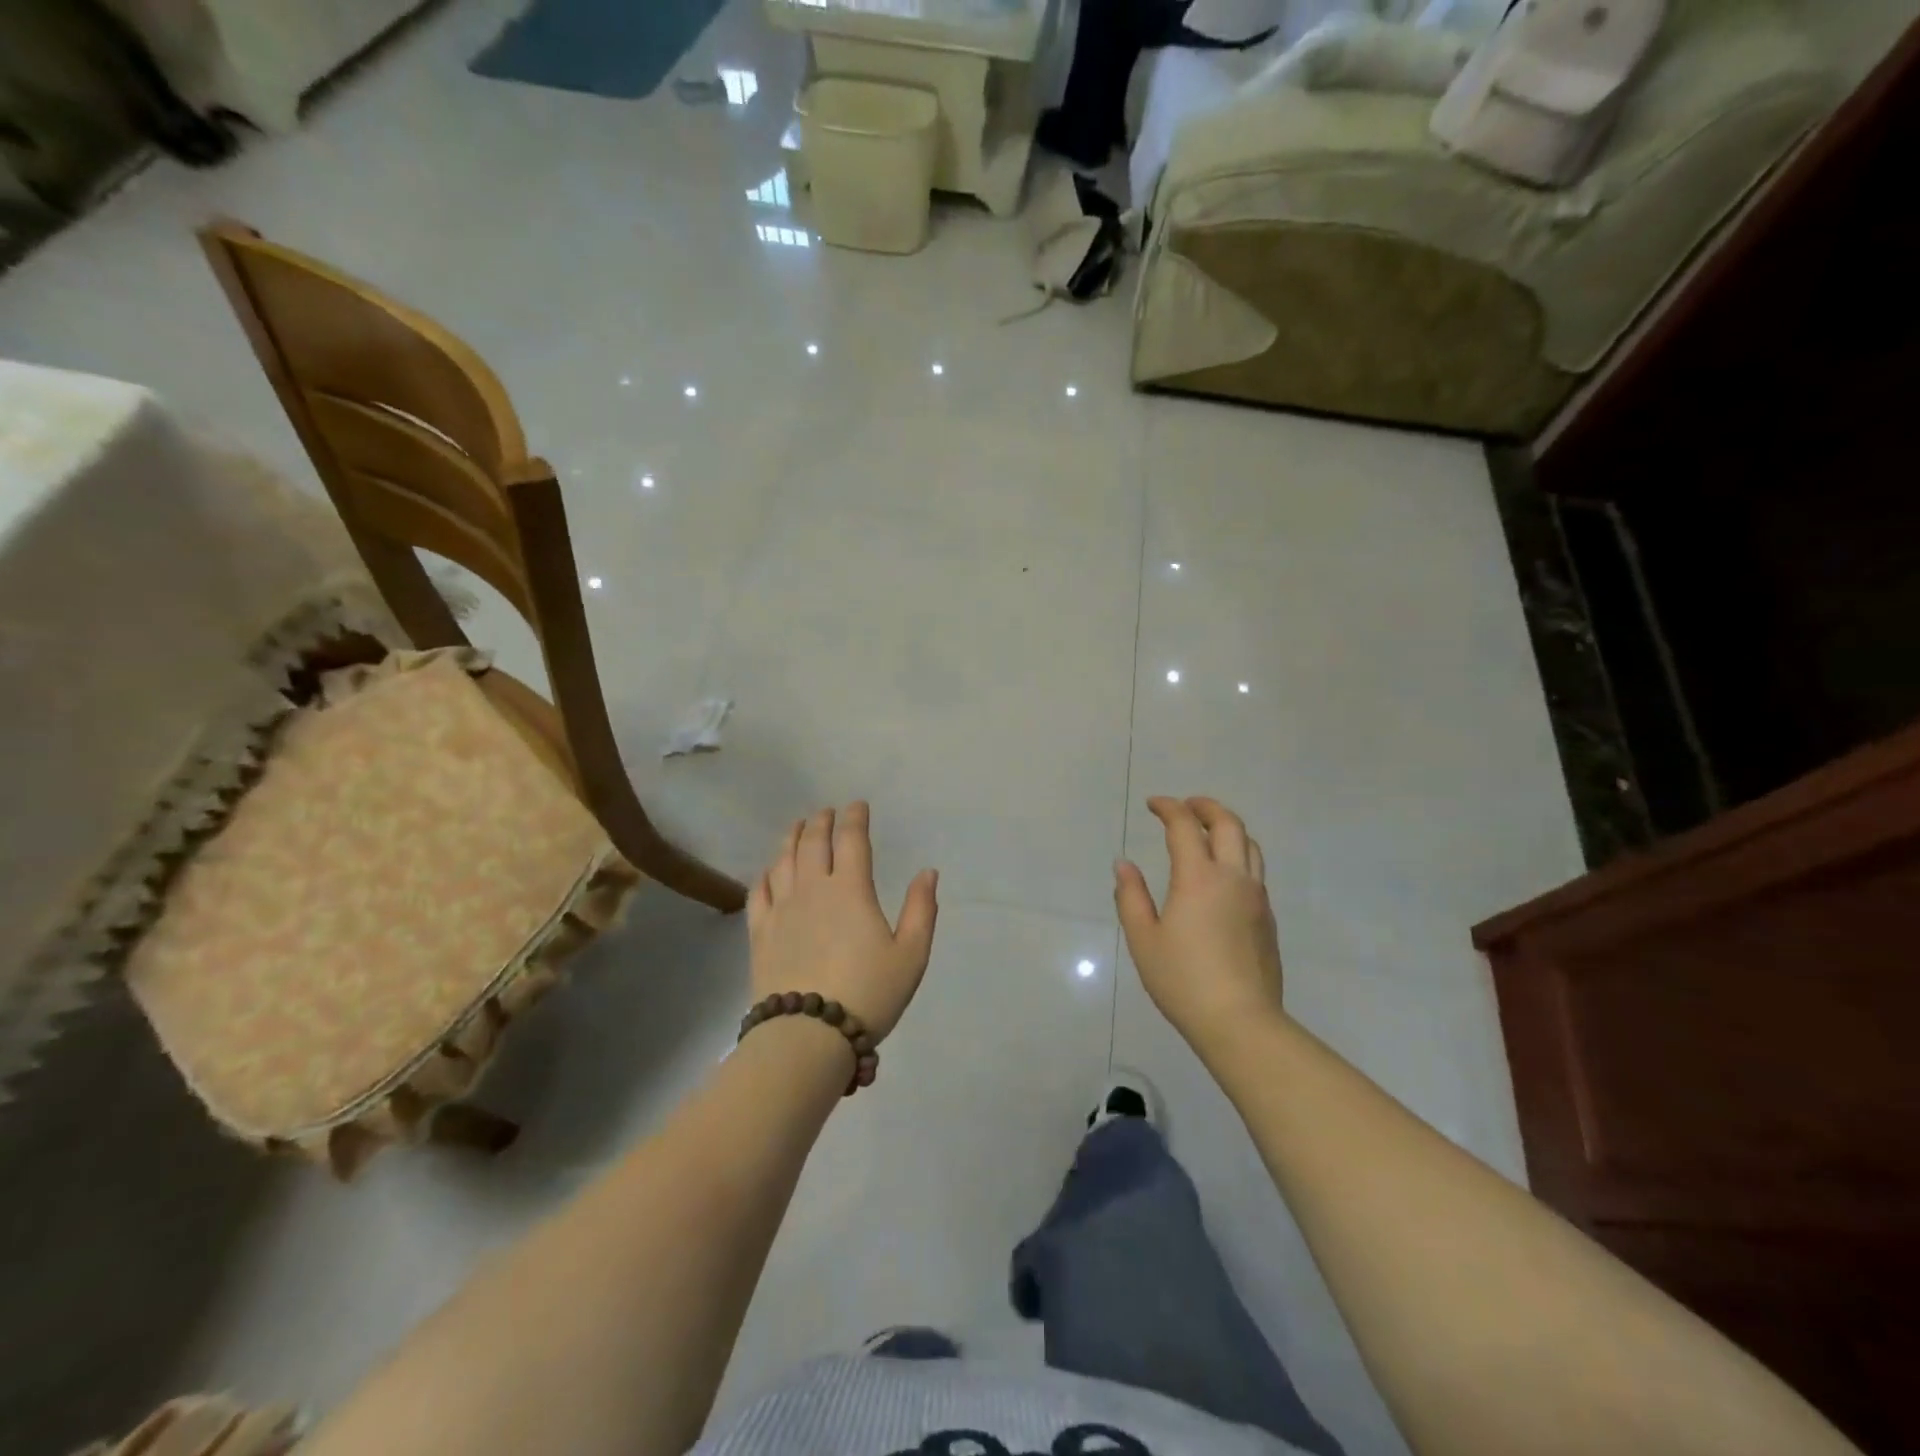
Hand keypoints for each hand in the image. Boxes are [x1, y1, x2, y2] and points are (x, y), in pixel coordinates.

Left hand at [747, 803, 938, 1041]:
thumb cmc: (868, 993)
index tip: (858, 806)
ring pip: (783, 861)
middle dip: (821, 821)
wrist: (808, 1035)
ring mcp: (782, 909)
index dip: (855, 818)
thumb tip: (928, 872)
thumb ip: (921, 909)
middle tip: (826, 812)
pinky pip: (759, 892)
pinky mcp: (760, 932)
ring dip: (792, 838)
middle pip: (813, 843)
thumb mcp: (911, 955)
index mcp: (851, 890)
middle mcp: (813, 889)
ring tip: (797, 827)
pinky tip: (769, 871)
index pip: (852, 840)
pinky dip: (765, 874)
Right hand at [1115, 796, 1285, 1051]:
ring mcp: (1256, 897)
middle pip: (1229, 824)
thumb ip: (1131, 896)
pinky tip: (1221, 874)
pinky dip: (1238, 855)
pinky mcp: (1267, 918)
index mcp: (1198, 878)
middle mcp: (1232, 878)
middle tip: (1185, 806)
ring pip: (1250, 845)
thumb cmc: (1183, 981)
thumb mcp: (1144, 939)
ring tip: (1208, 831)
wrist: (1241, 1022)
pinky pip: (1255, 871)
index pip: (1185, 826)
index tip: (1153, 804)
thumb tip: (1123, 864)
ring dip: (1228, 828)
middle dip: (1206, 806)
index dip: (1168, 807)